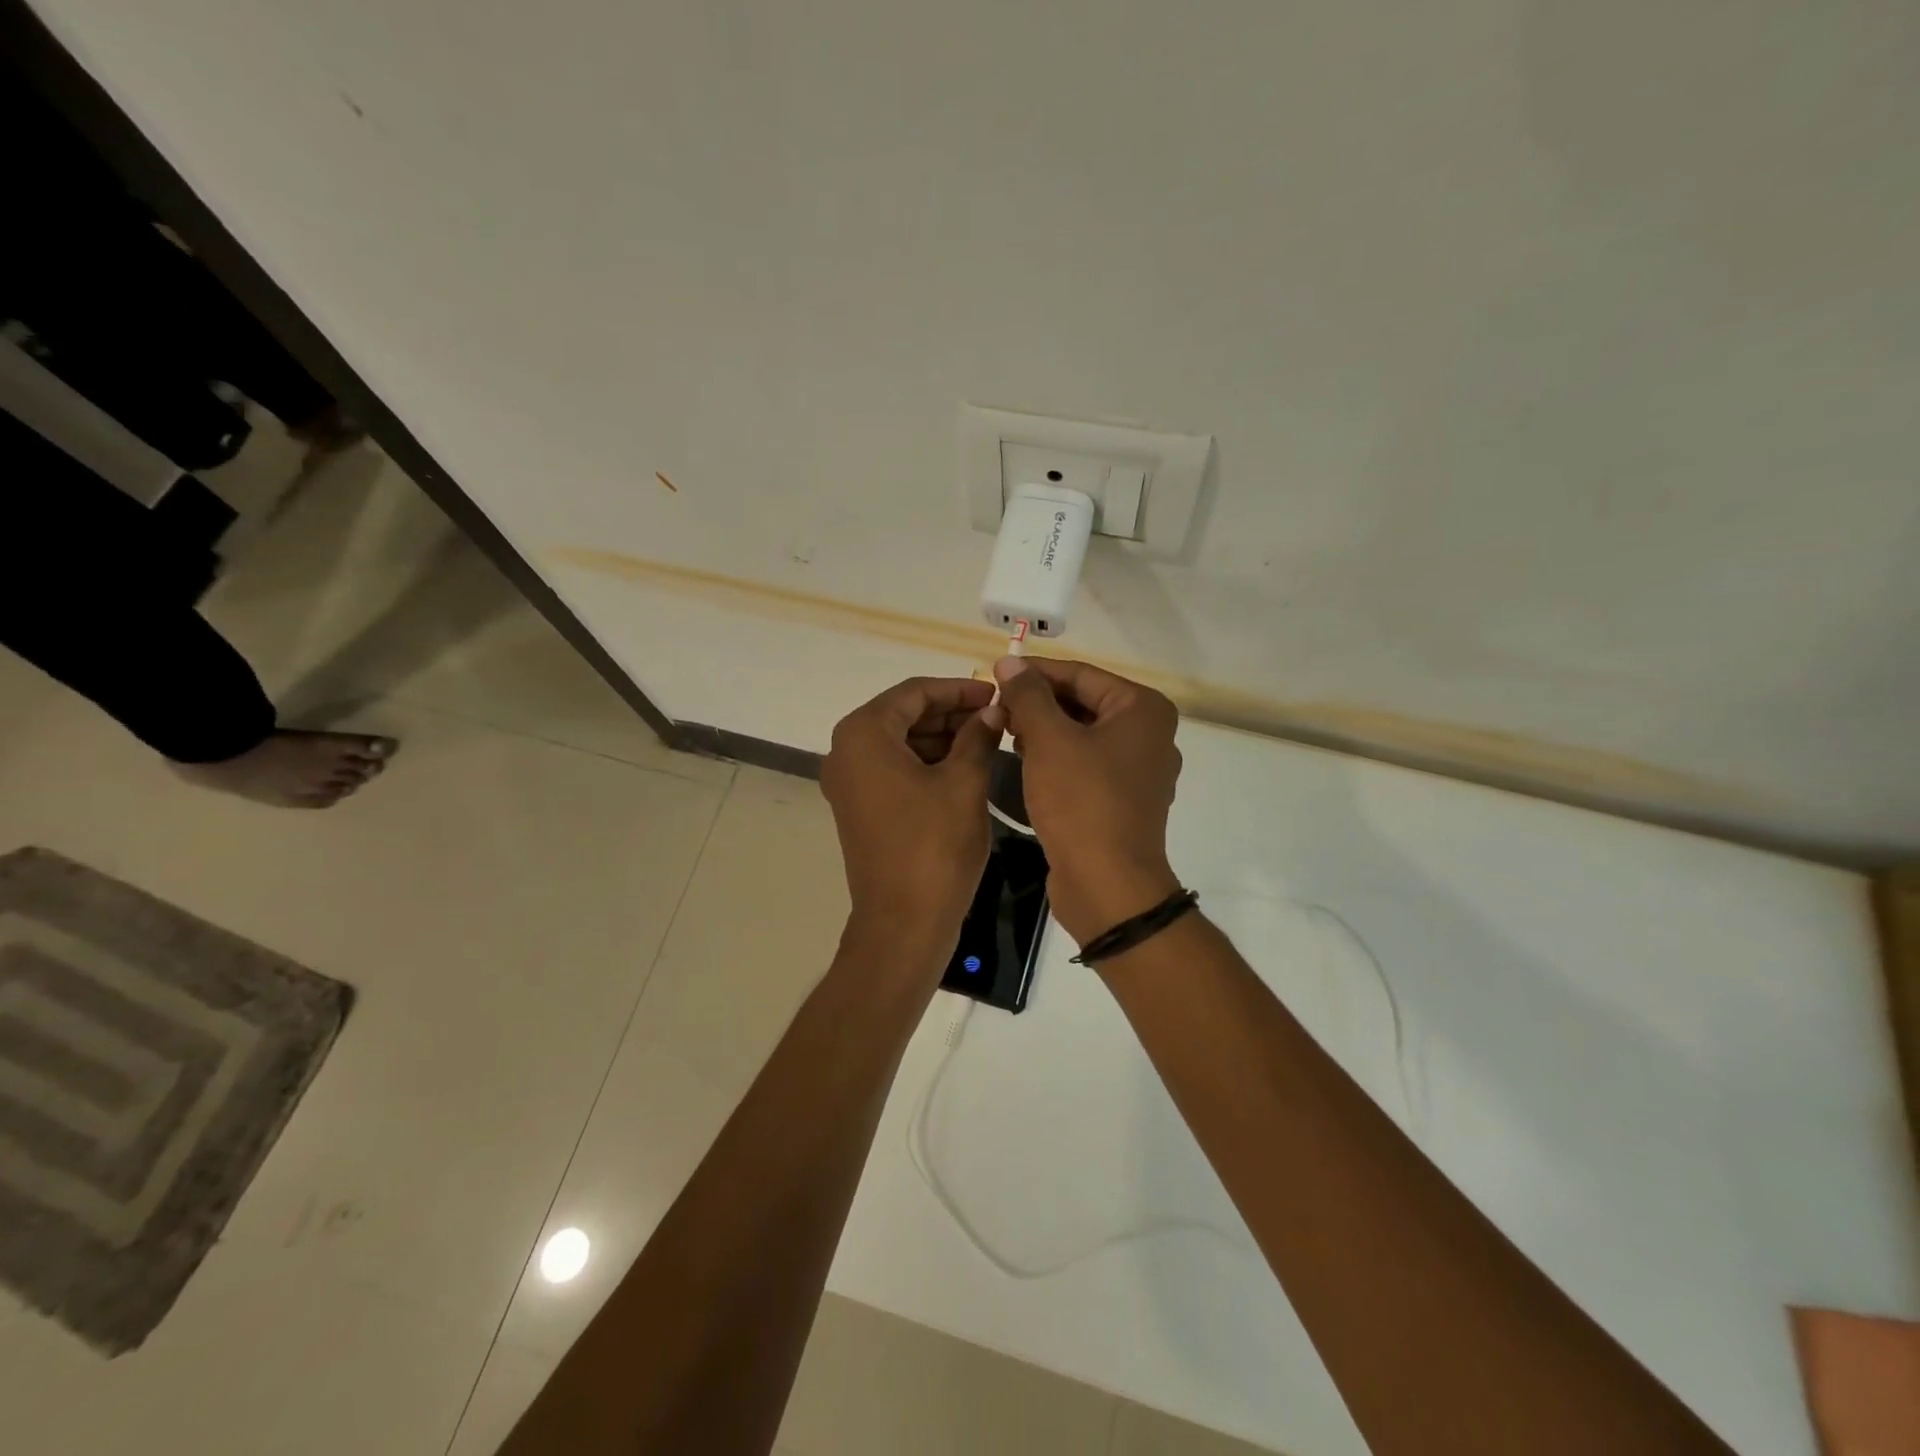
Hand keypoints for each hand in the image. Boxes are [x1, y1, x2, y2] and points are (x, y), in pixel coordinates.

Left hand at [821, 676, 1002, 958]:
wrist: (903, 924)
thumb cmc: (934, 848)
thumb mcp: (964, 784)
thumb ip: (978, 736)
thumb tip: (993, 710)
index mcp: (864, 735)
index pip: (914, 692)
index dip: (959, 689)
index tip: (997, 693)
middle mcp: (846, 752)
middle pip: (904, 715)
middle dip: (951, 712)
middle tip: (997, 716)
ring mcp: (850, 782)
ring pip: (901, 742)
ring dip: (942, 737)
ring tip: (989, 739)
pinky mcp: (861, 807)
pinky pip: (895, 769)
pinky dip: (928, 762)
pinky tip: (966, 765)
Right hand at [991, 656, 1182, 945]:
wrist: (1107, 885)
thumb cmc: (1081, 802)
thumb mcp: (1049, 740)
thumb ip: (1028, 695)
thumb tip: (1010, 661)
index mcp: (1143, 710)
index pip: (1081, 675)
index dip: (1035, 674)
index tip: (994, 677)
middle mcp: (1149, 735)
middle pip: (1083, 704)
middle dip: (1038, 705)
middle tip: (996, 709)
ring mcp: (1138, 771)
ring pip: (1082, 736)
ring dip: (1043, 733)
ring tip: (1004, 734)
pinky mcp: (1122, 801)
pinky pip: (1085, 766)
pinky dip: (1056, 760)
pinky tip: (1023, 763)